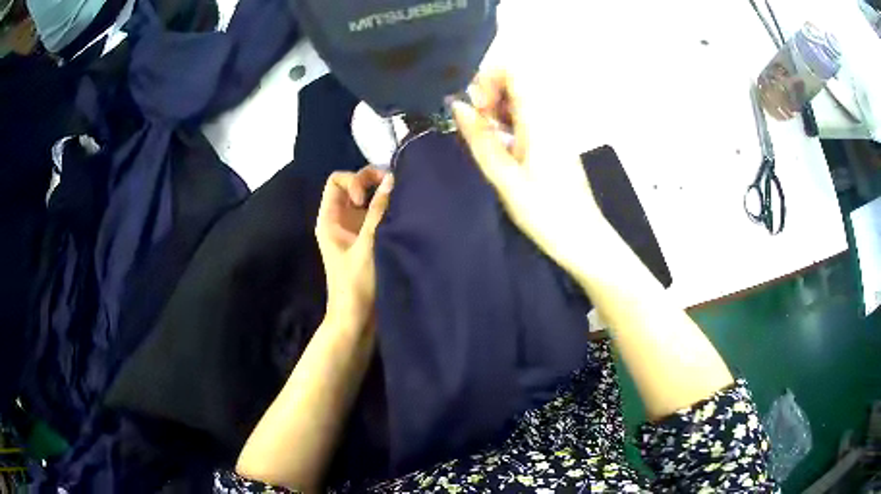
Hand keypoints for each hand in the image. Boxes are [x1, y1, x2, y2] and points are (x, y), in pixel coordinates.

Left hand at [315, 166, 393, 328]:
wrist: (357, 319)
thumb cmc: (356, 285)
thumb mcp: (367, 245)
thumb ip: (378, 212)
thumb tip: (392, 179)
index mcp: (329, 219)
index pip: (337, 180)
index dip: (355, 181)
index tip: (366, 200)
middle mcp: (341, 219)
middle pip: (355, 185)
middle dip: (374, 182)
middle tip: (394, 191)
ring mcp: (356, 230)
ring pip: (369, 200)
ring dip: (385, 197)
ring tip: (403, 202)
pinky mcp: (370, 240)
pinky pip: (379, 215)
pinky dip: (391, 211)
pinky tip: (404, 216)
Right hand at [451, 68, 610, 273]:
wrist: (583, 240)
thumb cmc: (545, 212)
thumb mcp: (505, 177)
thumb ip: (480, 139)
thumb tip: (457, 106)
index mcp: (539, 120)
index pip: (515, 72)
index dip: (488, 78)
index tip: (474, 105)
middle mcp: (548, 118)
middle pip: (516, 84)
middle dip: (488, 95)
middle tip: (472, 124)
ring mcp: (552, 131)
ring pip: (519, 103)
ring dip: (495, 111)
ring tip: (480, 137)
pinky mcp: (552, 145)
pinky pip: (526, 121)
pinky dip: (506, 125)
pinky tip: (496, 147)